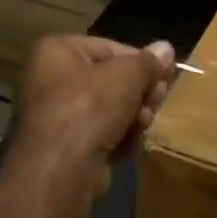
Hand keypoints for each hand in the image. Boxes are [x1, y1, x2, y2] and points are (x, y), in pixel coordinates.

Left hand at [8, 35, 174, 186]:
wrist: (61, 170)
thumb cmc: (89, 107)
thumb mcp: (127, 76)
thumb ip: (148, 62)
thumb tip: (166, 48)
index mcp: (55, 52)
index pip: (109, 48)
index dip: (141, 61)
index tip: (165, 75)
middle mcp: (50, 80)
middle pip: (110, 80)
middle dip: (138, 93)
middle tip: (157, 100)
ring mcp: (56, 116)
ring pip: (109, 110)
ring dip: (133, 117)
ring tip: (142, 124)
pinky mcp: (65, 148)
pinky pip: (100, 134)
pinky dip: (118, 139)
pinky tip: (127, 145)